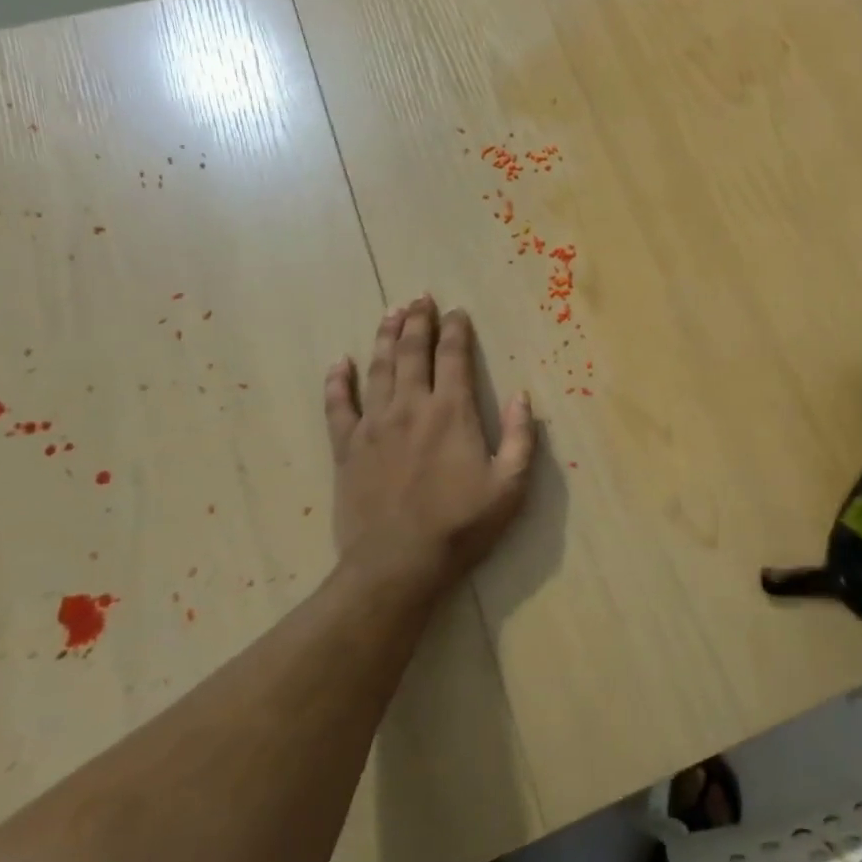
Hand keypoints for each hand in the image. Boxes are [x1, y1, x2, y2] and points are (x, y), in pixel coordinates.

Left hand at [325, 295, 535, 593]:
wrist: (398, 563)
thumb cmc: (461, 525)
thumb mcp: (510, 486)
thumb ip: (522, 438)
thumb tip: (523, 396)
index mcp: (451, 412)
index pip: (453, 357)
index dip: (456, 330)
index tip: (457, 312)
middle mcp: (410, 407)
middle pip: (412, 352)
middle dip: (418, 321)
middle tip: (420, 298)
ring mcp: (373, 425)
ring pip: (378, 368)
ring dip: (385, 337)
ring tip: (391, 313)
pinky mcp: (346, 447)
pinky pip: (338, 405)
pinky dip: (338, 381)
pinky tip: (339, 363)